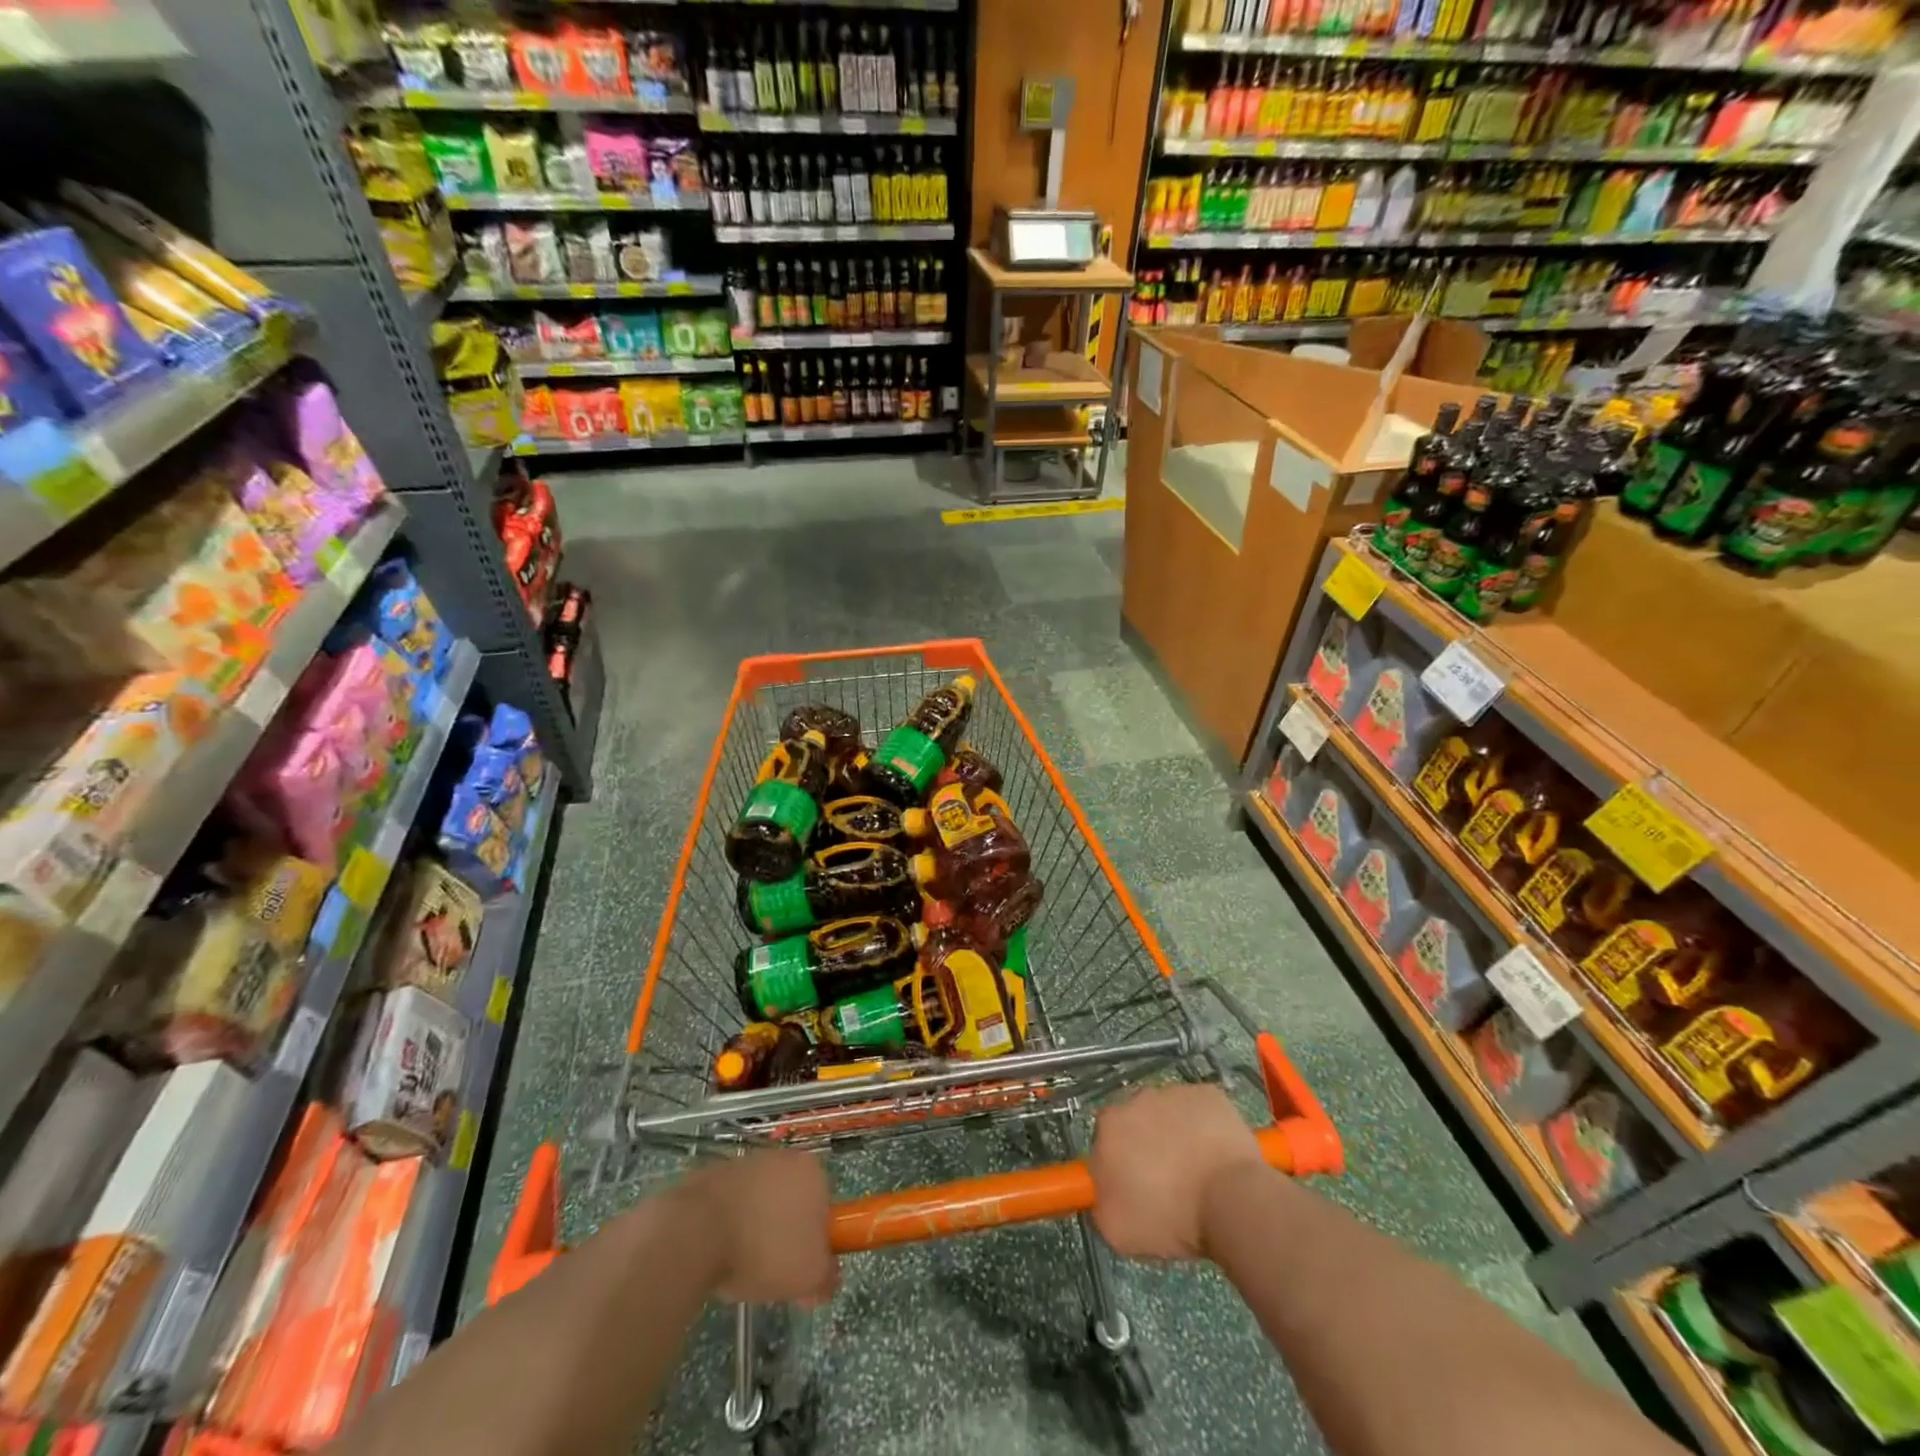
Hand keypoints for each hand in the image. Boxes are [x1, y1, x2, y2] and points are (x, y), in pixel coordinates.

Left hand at [682, 1150, 837, 1305]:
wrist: (694, 1233)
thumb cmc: (764, 1250)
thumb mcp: (810, 1277)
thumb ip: (828, 1278)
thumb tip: (827, 1278)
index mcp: (810, 1171)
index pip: (824, 1206)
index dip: (815, 1243)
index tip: (801, 1271)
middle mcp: (780, 1157)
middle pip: (790, 1204)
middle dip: (783, 1237)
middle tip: (772, 1275)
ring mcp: (743, 1164)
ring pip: (758, 1205)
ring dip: (753, 1233)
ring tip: (738, 1269)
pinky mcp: (710, 1176)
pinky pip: (727, 1208)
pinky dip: (724, 1228)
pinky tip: (714, 1255)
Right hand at [1090, 1085, 1267, 1260]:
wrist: (1229, 1201)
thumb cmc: (1170, 1218)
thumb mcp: (1118, 1230)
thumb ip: (1102, 1203)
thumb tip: (1107, 1192)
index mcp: (1109, 1126)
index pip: (1106, 1140)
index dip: (1120, 1163)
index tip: (1136, 1187)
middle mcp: (1137, 1099)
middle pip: (1137, 1121)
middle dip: (1148, 1144)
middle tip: (1168, 1181)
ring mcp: (1175, 1092)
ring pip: (1170, 1113)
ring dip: (1177, 1134)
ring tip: (1198, 1171)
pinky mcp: (1209, 1094)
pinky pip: (1201, 1110)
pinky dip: (1206, 1127)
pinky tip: (1217, 1155)